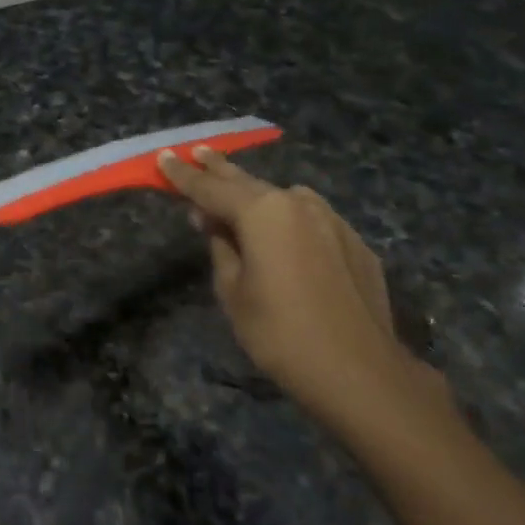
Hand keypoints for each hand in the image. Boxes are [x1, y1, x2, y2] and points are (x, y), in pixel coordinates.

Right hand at [158, 148, 451, 442]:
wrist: (360, 372)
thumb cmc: (279, 333)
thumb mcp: (232, 291)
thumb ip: (220, 246)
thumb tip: (211, 220)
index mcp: (262, 212)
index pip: (210, 188)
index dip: (183, 175)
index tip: (164, 157)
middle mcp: (299, 204)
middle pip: (248, 183)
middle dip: (219, 169)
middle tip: (199, 152)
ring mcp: (332, 221)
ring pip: (283, 199)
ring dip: (257, 195)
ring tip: (237, 195)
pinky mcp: (355, 243)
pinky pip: (311, 220)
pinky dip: (289, 220)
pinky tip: (282, 235)